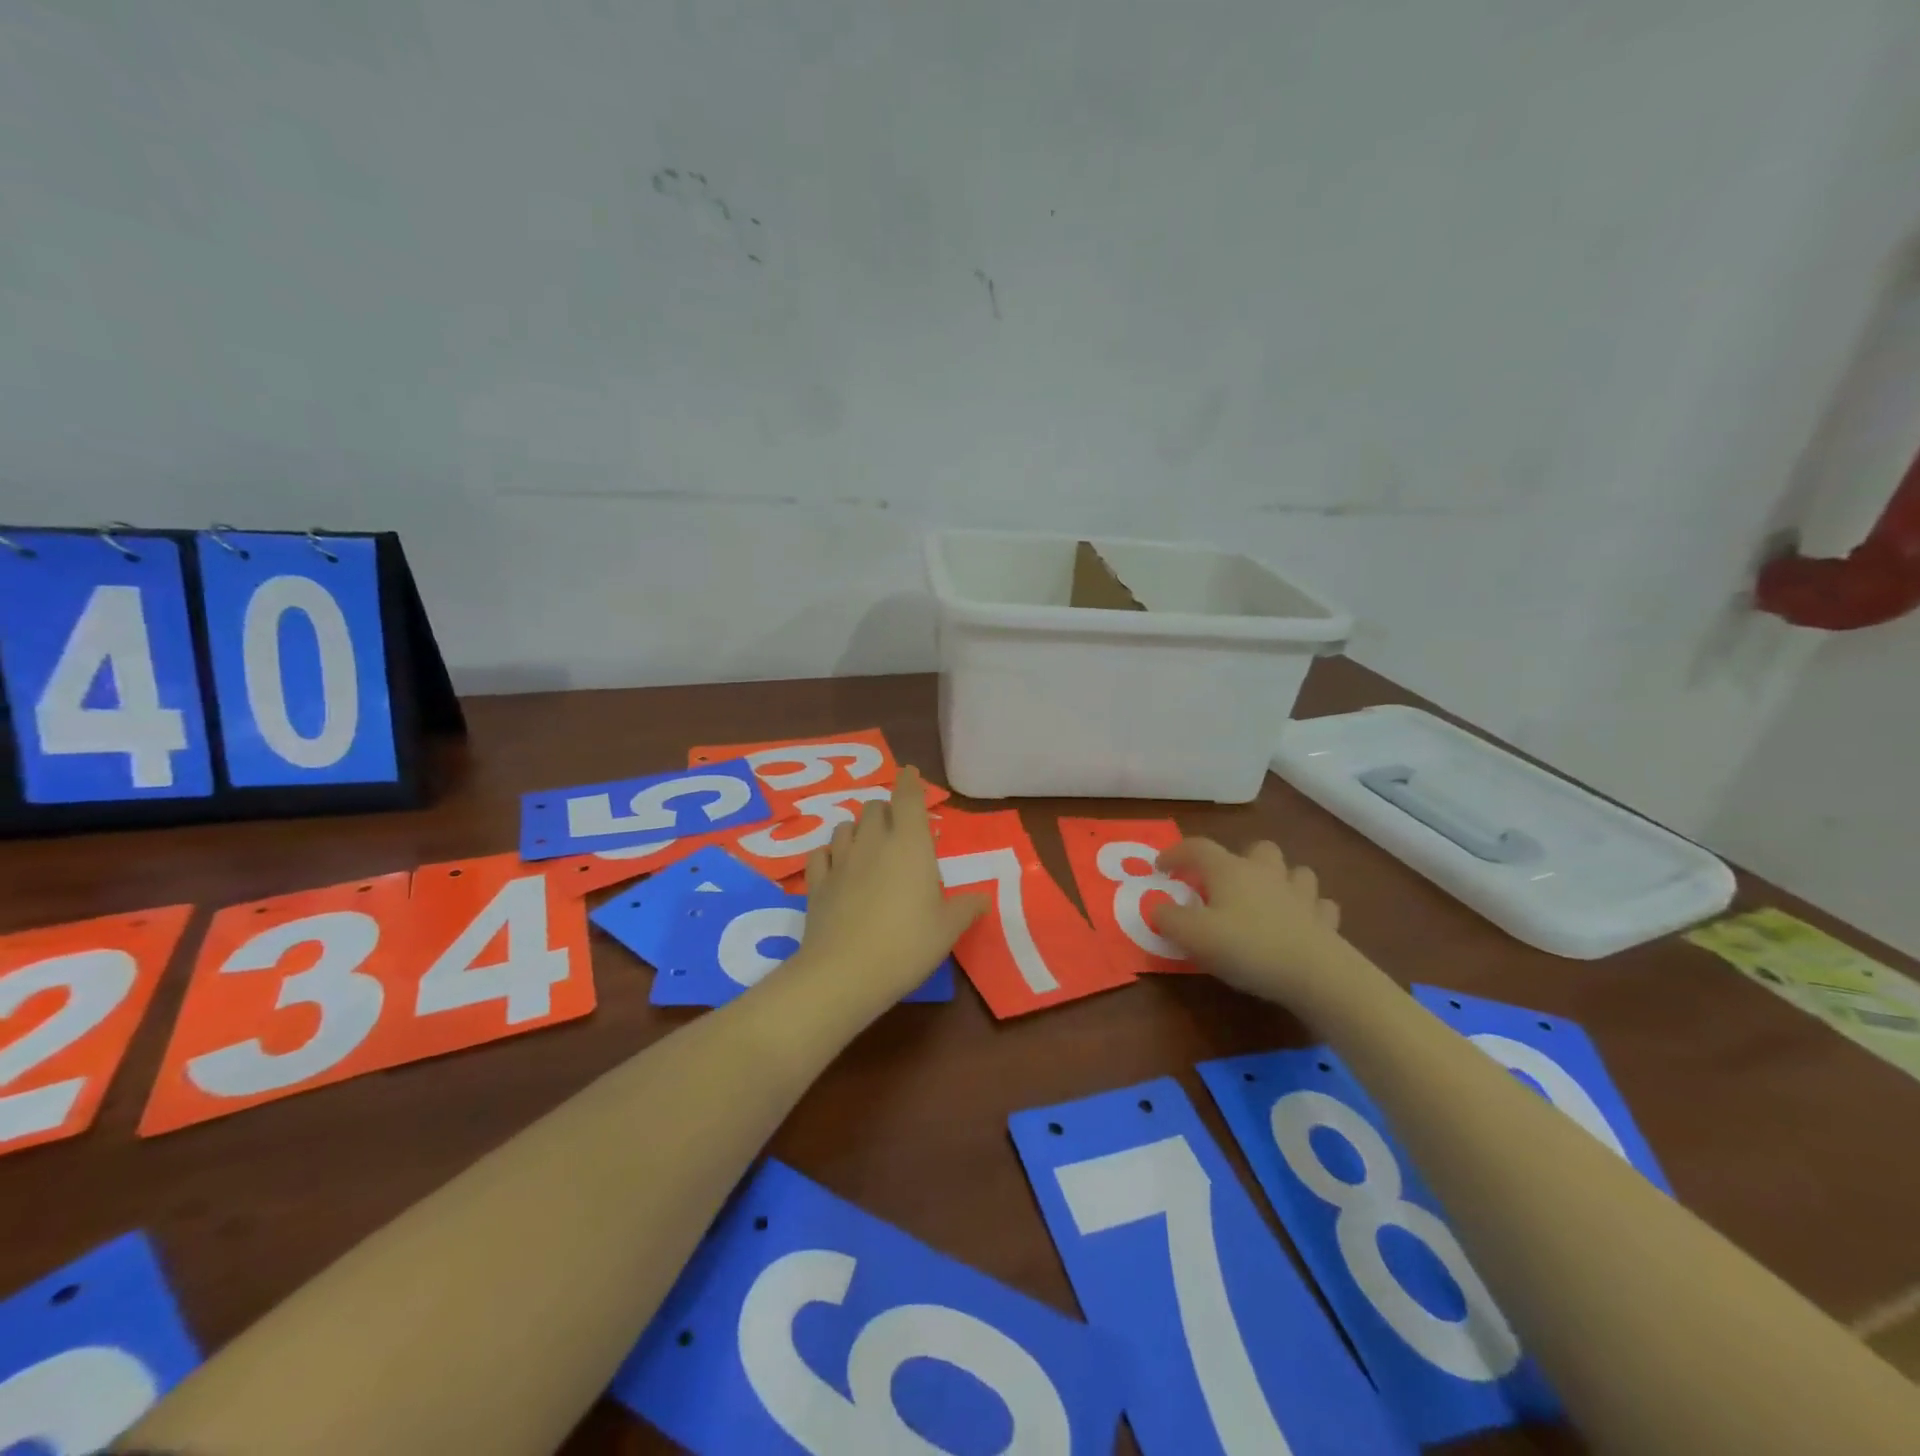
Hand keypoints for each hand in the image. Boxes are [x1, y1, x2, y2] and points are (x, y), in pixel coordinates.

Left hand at [791, 767, 987, 1008]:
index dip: (909, 782)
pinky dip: (829, 854)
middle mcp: (873, 843)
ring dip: (857, 828)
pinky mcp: (816, 883)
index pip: (908, 798)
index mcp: (910, 845)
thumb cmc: (907, 944)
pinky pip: (820, 854)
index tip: (909, 772)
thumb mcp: (948, 929)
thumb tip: (982, 898)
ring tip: (866, 843)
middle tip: (897, 827)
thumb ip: (967, 908)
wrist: (845, 972)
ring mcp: (841, 861)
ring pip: (845, 826)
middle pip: (874, 807)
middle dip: (886, 810)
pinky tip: (835, 865)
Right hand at [1152, 837, 1372, 1012]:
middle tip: (1227, 885)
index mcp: (1229, 870)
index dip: (1175, 854)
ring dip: (1281, 880)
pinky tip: (1300, 924)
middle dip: (1242, 860)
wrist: (1316, 973)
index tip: (1161, 868)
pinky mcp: (1325, 921)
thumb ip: (1168, 919)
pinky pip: (1319, 906)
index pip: (1197, 848)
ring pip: (1295, 872)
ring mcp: (1301, 894)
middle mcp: (1265, 873)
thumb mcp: (1193, 936)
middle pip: (1257, 849)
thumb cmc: (1247, 947)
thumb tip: (1158, 908)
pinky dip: (1309, 910)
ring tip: (1268, 900)